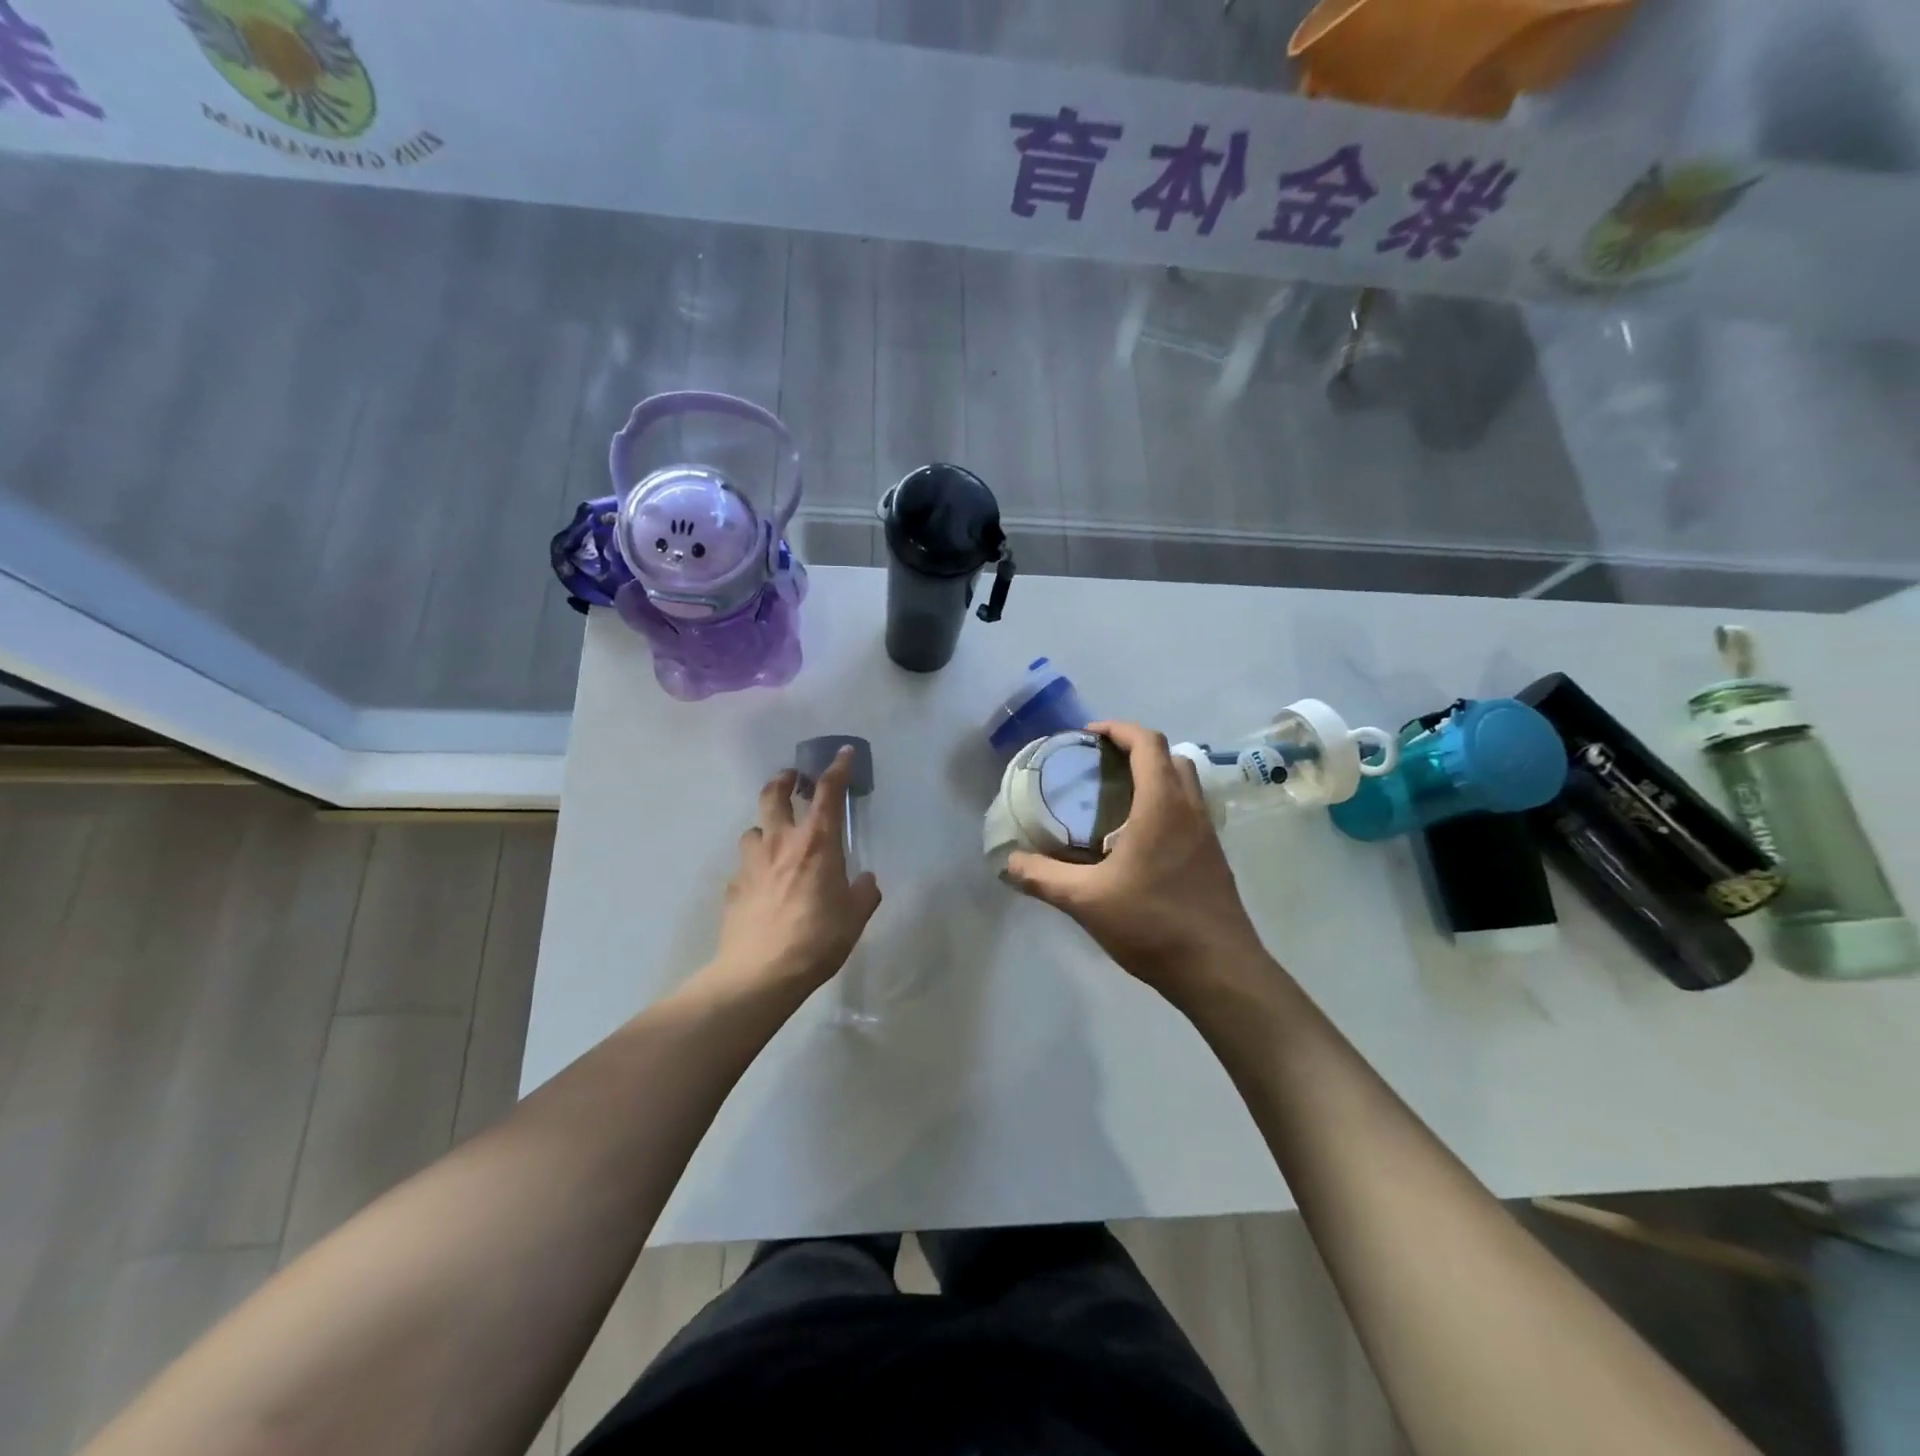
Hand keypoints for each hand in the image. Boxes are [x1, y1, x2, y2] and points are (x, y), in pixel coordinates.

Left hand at [709, 747, 881, 996]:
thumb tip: (867, 880)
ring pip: (753, 829)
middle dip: (783, 780)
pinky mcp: (733, 886)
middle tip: (791, 780)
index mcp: (817, 843)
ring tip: (774, 841)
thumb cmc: (817, 939)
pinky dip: (754, 866)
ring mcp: (751, 863)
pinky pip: (744, 865)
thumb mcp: (854, 918)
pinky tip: (762, 886)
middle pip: (774, 795)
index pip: (828, 792)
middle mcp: (781, 842)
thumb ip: (864, 893)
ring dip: (765, 828)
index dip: (837, 768)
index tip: (843, 753)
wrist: (760, 974)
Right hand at [1004, 722, 1270, 1003]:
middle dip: (1134, 750)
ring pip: (1183, 784)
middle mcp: (1190, 809)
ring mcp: (1207, 834)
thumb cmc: (1152, 924)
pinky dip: (1163, 805)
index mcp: (1162, 805)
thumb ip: (1043, 877)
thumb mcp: (1086, 900)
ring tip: (1113, 798)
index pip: (1147, 743)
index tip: (1088, 735)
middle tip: (1098, 766)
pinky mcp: (1213, 858)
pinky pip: (1188, 811)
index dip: (1117, 729)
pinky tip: (1135, 840)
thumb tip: (1008, 863)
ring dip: (1153, 777)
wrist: (1219, 970)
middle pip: (1169, 757)